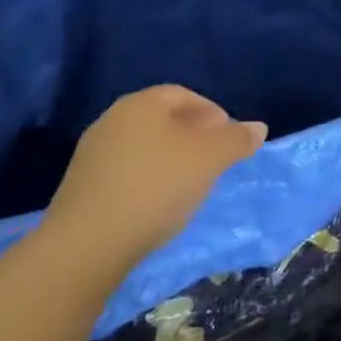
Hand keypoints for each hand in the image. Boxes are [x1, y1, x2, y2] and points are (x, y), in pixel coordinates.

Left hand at [41, 86, 267, 272]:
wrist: (86, 245)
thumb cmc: (155, 187)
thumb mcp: (209, 160)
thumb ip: (236, 140)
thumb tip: (258, 127)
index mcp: (141, 104)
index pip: (184, 95)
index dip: (213, 113)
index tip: (229, 140)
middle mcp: (112, 120)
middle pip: (162, 120)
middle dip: (194, 137)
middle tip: (215, 162)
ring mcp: (92, 154)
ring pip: (144, 147)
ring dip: (171, 160)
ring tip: (190, 187)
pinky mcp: (82, 188)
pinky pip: (126, 172)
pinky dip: (148, 181)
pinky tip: (159, 205)